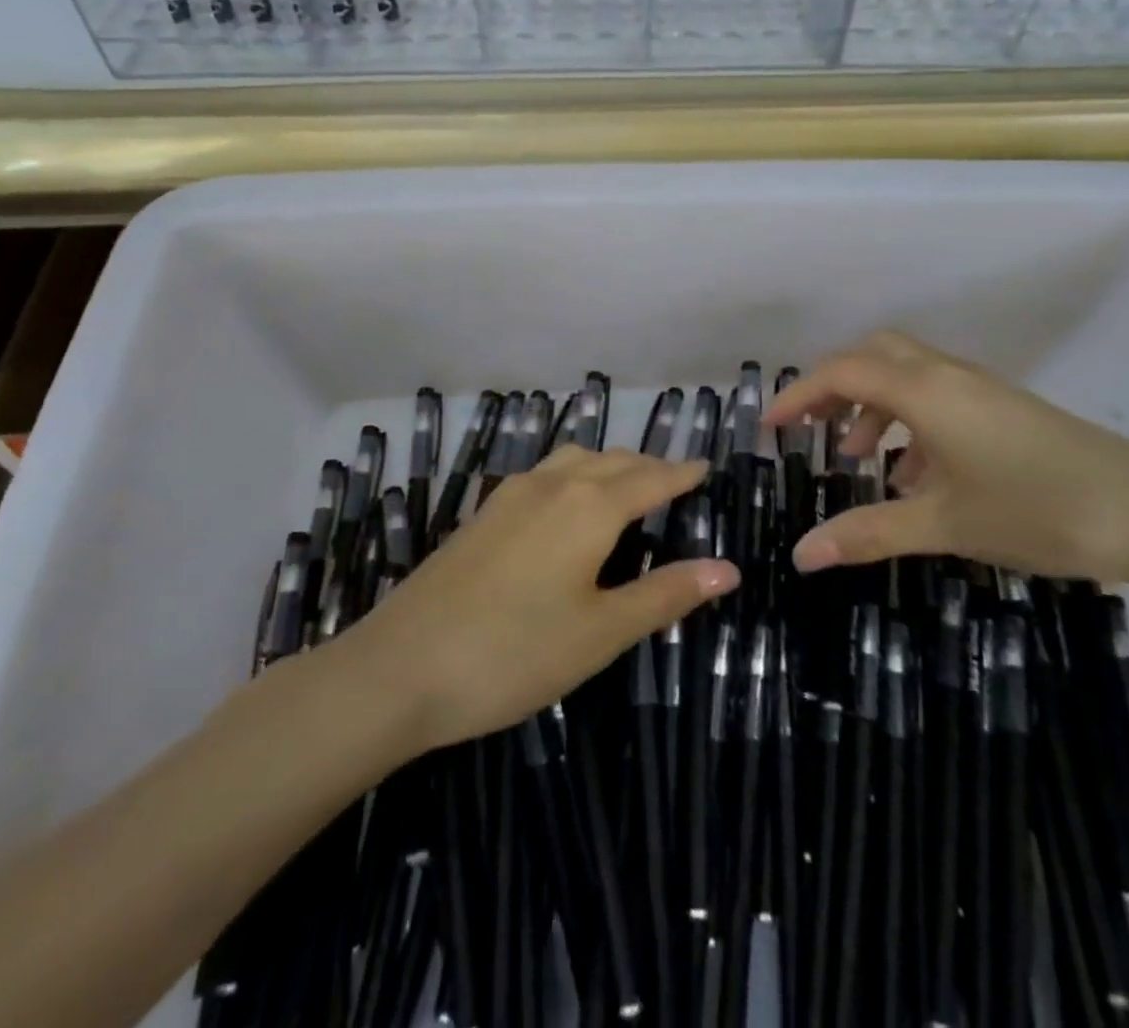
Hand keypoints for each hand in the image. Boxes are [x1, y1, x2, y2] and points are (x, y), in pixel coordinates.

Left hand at [338, 446, 737, 751]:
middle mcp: (551, 484)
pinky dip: (574, 476)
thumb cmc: (515, 653)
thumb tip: (728, 568)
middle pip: (613, 460)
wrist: (399, 667)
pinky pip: (544, 475)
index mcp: (589, 505)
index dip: (682, 473)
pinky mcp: (482, 514)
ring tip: (627, 490)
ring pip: (573, 460)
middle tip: (675, 483)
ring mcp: (510, 495)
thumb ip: (665, 594)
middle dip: (648, 467)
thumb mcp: (601, 632)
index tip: (706, 468)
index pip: (650, 478)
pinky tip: (567, 508)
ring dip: (608, 466)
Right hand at [763, 330, 1128, 588]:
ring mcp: (982, 389)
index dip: (798, 394)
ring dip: (871, 404)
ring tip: (857, 457)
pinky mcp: (1005, 408)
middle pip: (873, 356)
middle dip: (833, 386)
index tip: (768, 427)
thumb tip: (800, 554)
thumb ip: (868, 533)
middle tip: (809, 428)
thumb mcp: (944, 524)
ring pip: (907, 375)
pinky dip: (908, 420)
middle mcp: (949, 375)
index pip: (842, 372)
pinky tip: (915, 475)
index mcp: (926, 391)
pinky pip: (938, 397)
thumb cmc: (1039, 511)